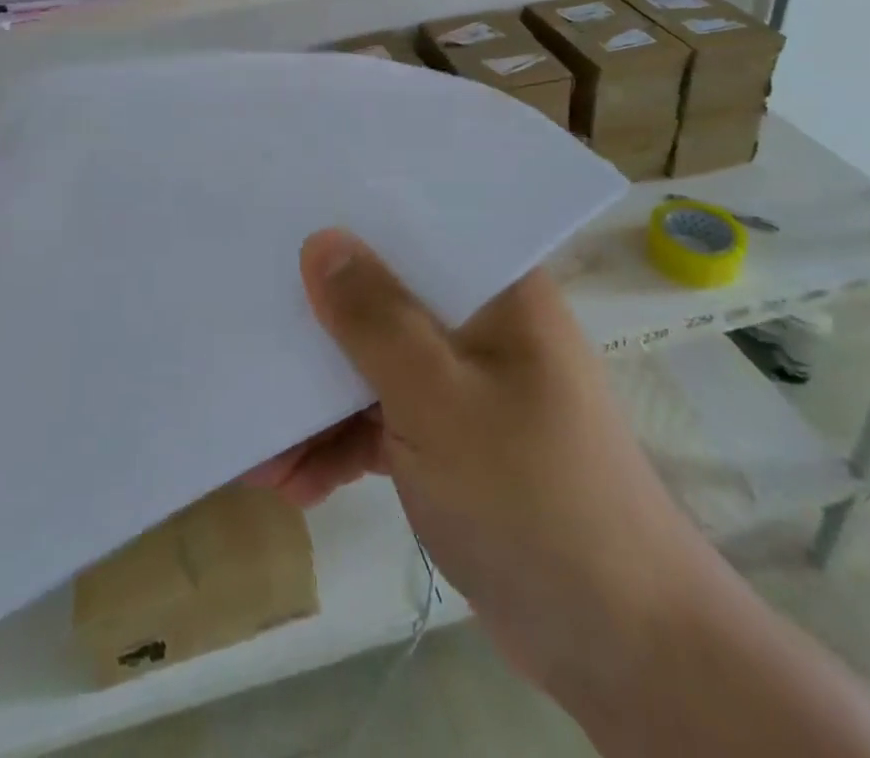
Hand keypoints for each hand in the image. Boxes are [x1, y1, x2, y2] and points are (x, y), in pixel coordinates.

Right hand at [250, 230, 713, 699]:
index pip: (419, 228)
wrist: (617, 647)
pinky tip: (296, 482)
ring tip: (262, 447)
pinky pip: (382, 421)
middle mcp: (482, 325)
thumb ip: (376, 319)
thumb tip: (321, 241)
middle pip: (386, 299)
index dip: (353, 222)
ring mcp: (467, 385)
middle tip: (251, 325)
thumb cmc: (531, 496)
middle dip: (318, 327)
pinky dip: (342, 446)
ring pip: (376, 366)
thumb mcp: (439, 399)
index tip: (286, 222)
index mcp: (498, 290)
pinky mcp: (453, 441)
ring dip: (319, 403)